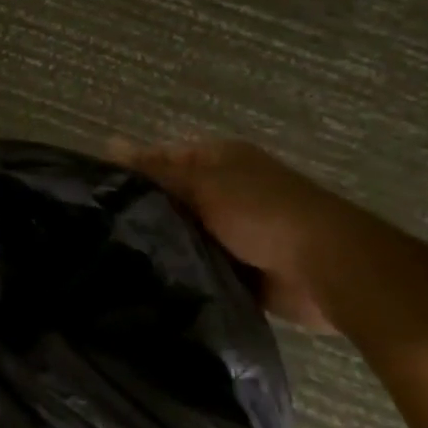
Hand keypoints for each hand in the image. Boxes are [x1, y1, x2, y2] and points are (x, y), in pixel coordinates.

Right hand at [111, 137, 387, 332]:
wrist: (328, 268)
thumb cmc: (262, 212)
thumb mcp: (201, 184)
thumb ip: (155, 171)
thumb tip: (108, 145)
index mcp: (220, 160)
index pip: (162, 159)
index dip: (132, 173)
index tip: (99, 196)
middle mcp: (227, 190)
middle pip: (172, 198)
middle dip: (145, 214)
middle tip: (100, 232)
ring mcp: (236, 231)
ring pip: (185, 235)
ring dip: (164, 246)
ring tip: (115, 260)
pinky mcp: (242, 268)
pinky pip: (202, 267)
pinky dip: (184, 274)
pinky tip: (149, 282)